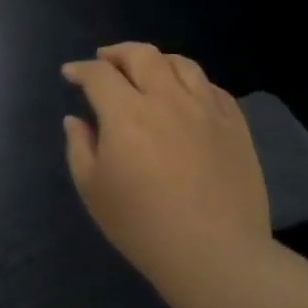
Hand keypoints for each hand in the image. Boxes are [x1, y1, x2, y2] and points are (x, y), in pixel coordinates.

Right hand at [62, 43, 269, 282]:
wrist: (214, 254)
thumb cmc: (142, 226)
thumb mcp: (93, 190)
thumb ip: (80, 147)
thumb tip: (76, 120)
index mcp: (126, 114)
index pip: (99, 74)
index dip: (81, 70)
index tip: (71, 74)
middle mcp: (166, 100)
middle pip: (142, 55)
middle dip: (117, 53)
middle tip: (105, 62)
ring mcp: (206, 110)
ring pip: (181, 64)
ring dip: (156, 61)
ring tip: (147, 71)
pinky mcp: (236, 126)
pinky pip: (212, 88)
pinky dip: (191, 83)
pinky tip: (185, 96)